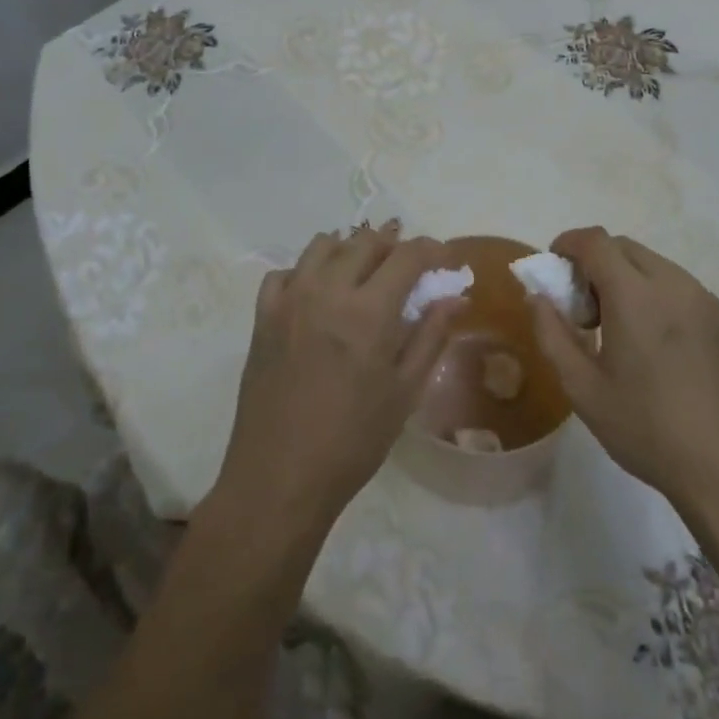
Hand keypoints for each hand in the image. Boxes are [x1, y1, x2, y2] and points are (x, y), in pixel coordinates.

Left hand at [214, 224, 459, 538]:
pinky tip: (318, 293)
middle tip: (408, 266)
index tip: (446, 259)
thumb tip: (456, 297)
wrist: (279, 478)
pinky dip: (307, 271)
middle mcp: (327, 291)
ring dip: (350, 248)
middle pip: (365, 241)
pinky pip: (285, 272)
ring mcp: (290, 300)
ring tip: (364, 271)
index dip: (433, 249)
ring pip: (323, 245)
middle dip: (393, 244)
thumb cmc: (353, 441)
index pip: (407, 255)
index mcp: (368, 311)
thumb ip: (431, 336)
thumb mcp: (405, 392)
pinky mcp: (262, 316)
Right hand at [529, 227, 718, 518]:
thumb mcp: (582, 389)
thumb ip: (551, 334)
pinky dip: (666, 303)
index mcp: (635, 295)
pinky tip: (667, 351)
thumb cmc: (646, 430)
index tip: (556, 267)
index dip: (569, 243)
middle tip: (588, 308)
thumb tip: (537, 296)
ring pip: (661, 268)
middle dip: (599, 263)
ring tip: (628, 331)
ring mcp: (711, 303)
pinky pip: (689, 295)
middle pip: (627, 249)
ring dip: (633, 281)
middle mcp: (676, 285)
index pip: (595, 241)